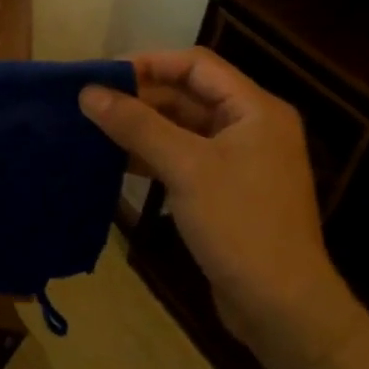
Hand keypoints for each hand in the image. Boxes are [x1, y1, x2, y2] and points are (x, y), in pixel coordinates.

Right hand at [80, 49, 365, 363]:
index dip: (149, 63)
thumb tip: (88, 92)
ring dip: (142, 126)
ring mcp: (239, 161)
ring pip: (183, 127)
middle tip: (91, 104)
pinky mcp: (226, 190)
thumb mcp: (185, 168)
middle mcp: (251, 126)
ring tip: (95, 128)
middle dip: (140, 96)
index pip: (196, 65)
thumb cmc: (239, 224)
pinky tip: (117, 161)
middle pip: (188, 94)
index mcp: (255, 109)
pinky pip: (184, 157)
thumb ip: (136, 125)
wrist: (280, 306)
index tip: (102, 75)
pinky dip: (152, 155)